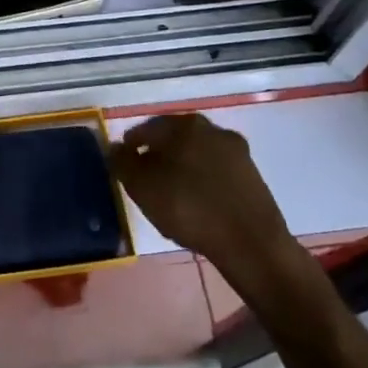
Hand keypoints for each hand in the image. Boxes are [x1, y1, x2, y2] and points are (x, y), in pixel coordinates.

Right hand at [110, 113, 295, 269]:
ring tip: (173, 195)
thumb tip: (115, 147)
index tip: (125, 168)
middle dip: (159, 156)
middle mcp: (211, 128)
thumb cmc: (189, 208)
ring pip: (197, 154)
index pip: (146, 129)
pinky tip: (199, 204)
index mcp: (183, 124)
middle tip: (147, 181)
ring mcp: (236, 151)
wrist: (251, 243)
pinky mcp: (252, 175)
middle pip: (174, 139)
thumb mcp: (141, 187)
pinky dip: (204, 181)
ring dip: (183, 168)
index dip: (131, 148)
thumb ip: (122, 162)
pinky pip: (217, 172)